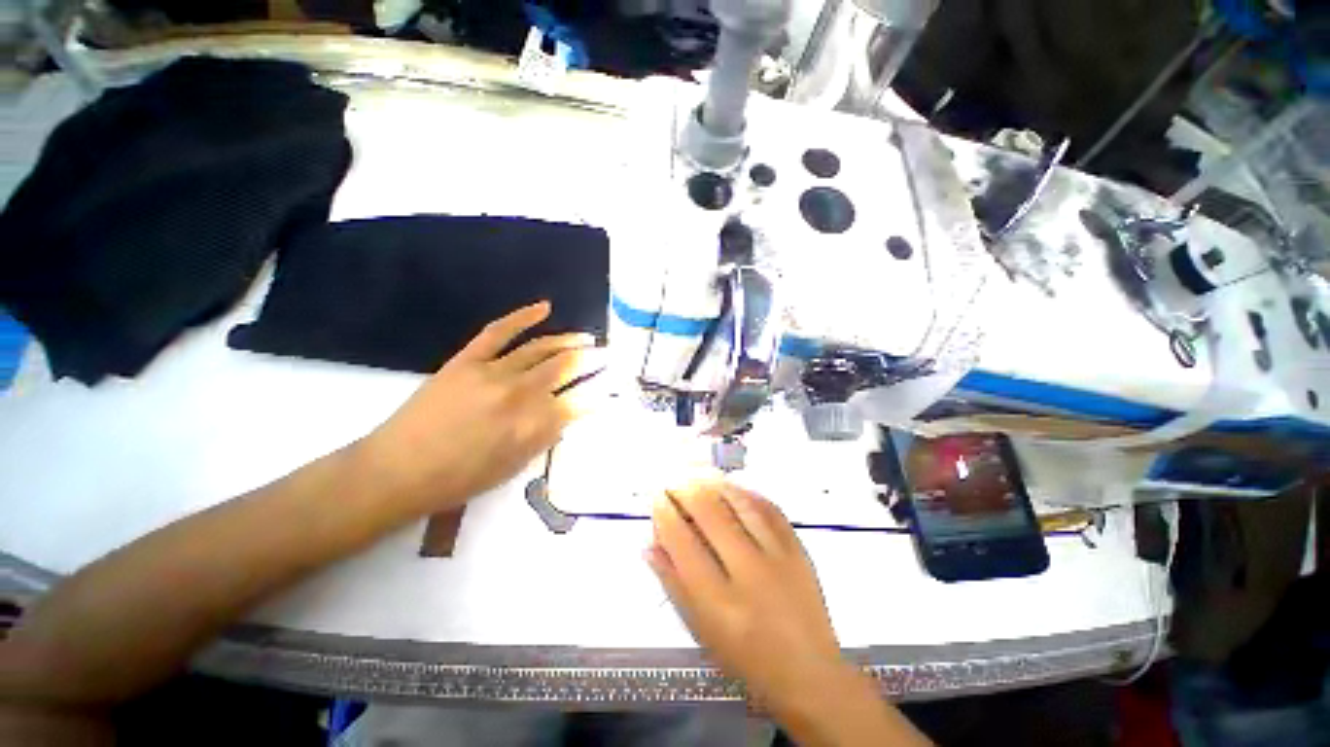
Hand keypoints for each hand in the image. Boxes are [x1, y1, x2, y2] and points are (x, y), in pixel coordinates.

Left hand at [358, 302, 601, 512]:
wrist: (398, 470)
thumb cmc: (460, 478)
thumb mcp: (513, 467)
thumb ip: (545, 438)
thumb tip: (566, 414)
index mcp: (532, 425)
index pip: (579, 402)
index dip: (599, 393)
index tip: (612, 386)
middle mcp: (520, 393)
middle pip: (565, 368)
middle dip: (591, 361)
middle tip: (606, 354)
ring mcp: (494, 371)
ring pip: (540, 348)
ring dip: (568, 341)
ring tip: (586, 339)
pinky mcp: (469, 359)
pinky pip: (500, 331)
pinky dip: (523, 316)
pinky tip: (545, 307)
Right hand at [647, 483, 930, 746]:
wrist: (810, 675)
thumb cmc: (746, 660)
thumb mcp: (701, 631)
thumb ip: (673, 584)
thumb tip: (650, 544)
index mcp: (718, 603)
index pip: (682, 543)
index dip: (665, 513)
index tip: (656, 497)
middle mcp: (747, 574)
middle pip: (710, 514)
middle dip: (686, 489)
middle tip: (674, 480)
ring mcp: (778, 557)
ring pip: (740, 504)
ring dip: (715, 484)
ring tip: (698, 475)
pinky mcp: (799, 550)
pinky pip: (770, 508)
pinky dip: (748, 493)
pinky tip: (734, 486)